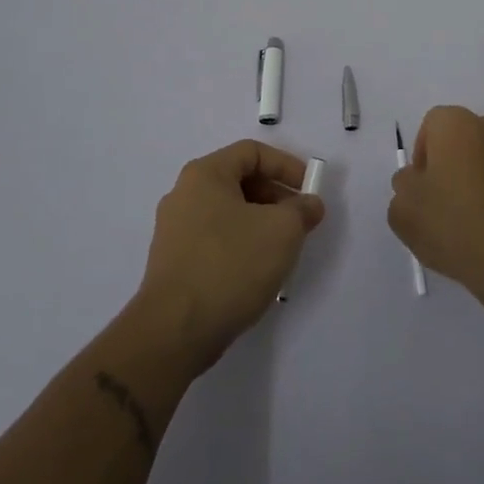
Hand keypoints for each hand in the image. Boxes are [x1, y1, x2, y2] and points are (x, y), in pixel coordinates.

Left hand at [136, 140, 325, 370]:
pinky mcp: (173, 262)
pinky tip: (257, 271)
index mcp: (205, 174)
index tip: (309, 190)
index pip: (252, 152)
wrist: (174, 331)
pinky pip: (215, 239)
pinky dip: (241, 245)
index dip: (286, 166)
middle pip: (239, 181)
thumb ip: (302, 210)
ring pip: (228, 213)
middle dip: (276, 197)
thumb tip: (310, 204)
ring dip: (261, 223)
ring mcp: (174, 230)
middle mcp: (184, 194)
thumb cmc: (230, 265)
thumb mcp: (282, 231)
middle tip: (300, 221)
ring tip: (283, 249)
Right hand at [388, 106, 483, 309]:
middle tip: (445, 201)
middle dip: (453, 162)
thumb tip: (416, 180)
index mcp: (457, 125)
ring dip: (482, 176)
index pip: (432, 126)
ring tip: (475, 218)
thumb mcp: (403, 210)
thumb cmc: (454, 227)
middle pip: (464, 138)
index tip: (422, 188)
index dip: (422, 155)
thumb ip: (403, 185)